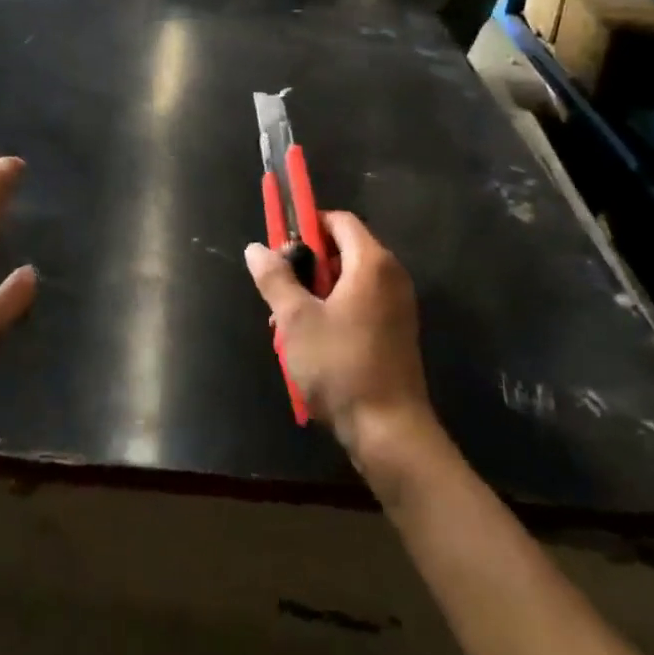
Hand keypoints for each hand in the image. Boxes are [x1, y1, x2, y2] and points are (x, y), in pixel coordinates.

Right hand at [245, 213, 433, 457]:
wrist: (391, 434)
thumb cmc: (341, 366)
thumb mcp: (296, 320)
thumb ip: (275, 278)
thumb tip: (256, 248)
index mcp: (372, 263)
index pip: (338, 220)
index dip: (307, 226)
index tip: (281, 249)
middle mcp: (391, 277)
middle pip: (342, 251)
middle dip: (306, 266)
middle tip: (279, 292)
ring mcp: (397, 307)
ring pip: (347, 282)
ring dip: (315, 294)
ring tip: (287, 326)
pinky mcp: (395, 333)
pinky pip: (359, 305)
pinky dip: (334, 312)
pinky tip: (309, 344)